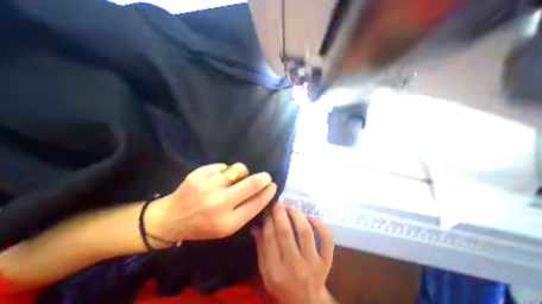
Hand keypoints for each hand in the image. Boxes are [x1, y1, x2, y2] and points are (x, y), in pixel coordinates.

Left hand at [147, 163, 277, 243]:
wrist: (170, 219)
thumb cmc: (202, 226)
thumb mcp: (226, 227)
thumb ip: (245, 210)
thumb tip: (262, 192)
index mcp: (228, 222)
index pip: (256, 203)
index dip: (268, 192)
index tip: (273, 185)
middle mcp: (219, 204)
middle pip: (251, 184)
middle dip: (263, 178)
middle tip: (266, 176)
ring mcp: (207, 187)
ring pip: (238, 169)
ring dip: (242, 172)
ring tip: (236, 177)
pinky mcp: (198, 175)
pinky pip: (222, 166)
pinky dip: (225, 170)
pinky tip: (218, 177)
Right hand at [253, 200, 334, 302]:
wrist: (307, 303)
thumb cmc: (282, 286)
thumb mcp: (266, 273)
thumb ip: (261, 249)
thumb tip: (255, 226)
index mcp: (276, 271)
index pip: (270, 238)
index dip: (268, 220)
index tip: (268, 208)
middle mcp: (295, 267)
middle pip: (286, 233)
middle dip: (280, 213)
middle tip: (278, 202)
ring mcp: (313, 264)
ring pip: (305, 232)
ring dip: (297, 215)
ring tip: (291, 208)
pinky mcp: (326, 261)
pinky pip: (326, 239)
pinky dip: (320, 225)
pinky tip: (311, 218)